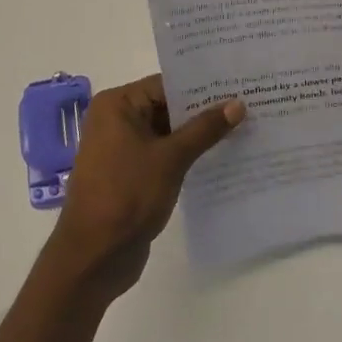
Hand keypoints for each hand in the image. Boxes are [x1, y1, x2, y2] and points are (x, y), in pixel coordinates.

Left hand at [44, 75, 243, 301]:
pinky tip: (222, 157)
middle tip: (248, 104)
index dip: (202, 86)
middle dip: (204, 110)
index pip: (166, 84)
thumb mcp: (171, 158)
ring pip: (168, 133)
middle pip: (167, 106)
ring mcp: (122, 150)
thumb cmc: (127, 196)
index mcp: (117, 105)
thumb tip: (237, 103)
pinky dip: (187, 156)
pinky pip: (164, 155)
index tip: (238, 84)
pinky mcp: (131, 175)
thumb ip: (205, 129)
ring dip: (199, 135)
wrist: (93, 258)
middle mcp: (116, 121)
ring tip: (243, 128)